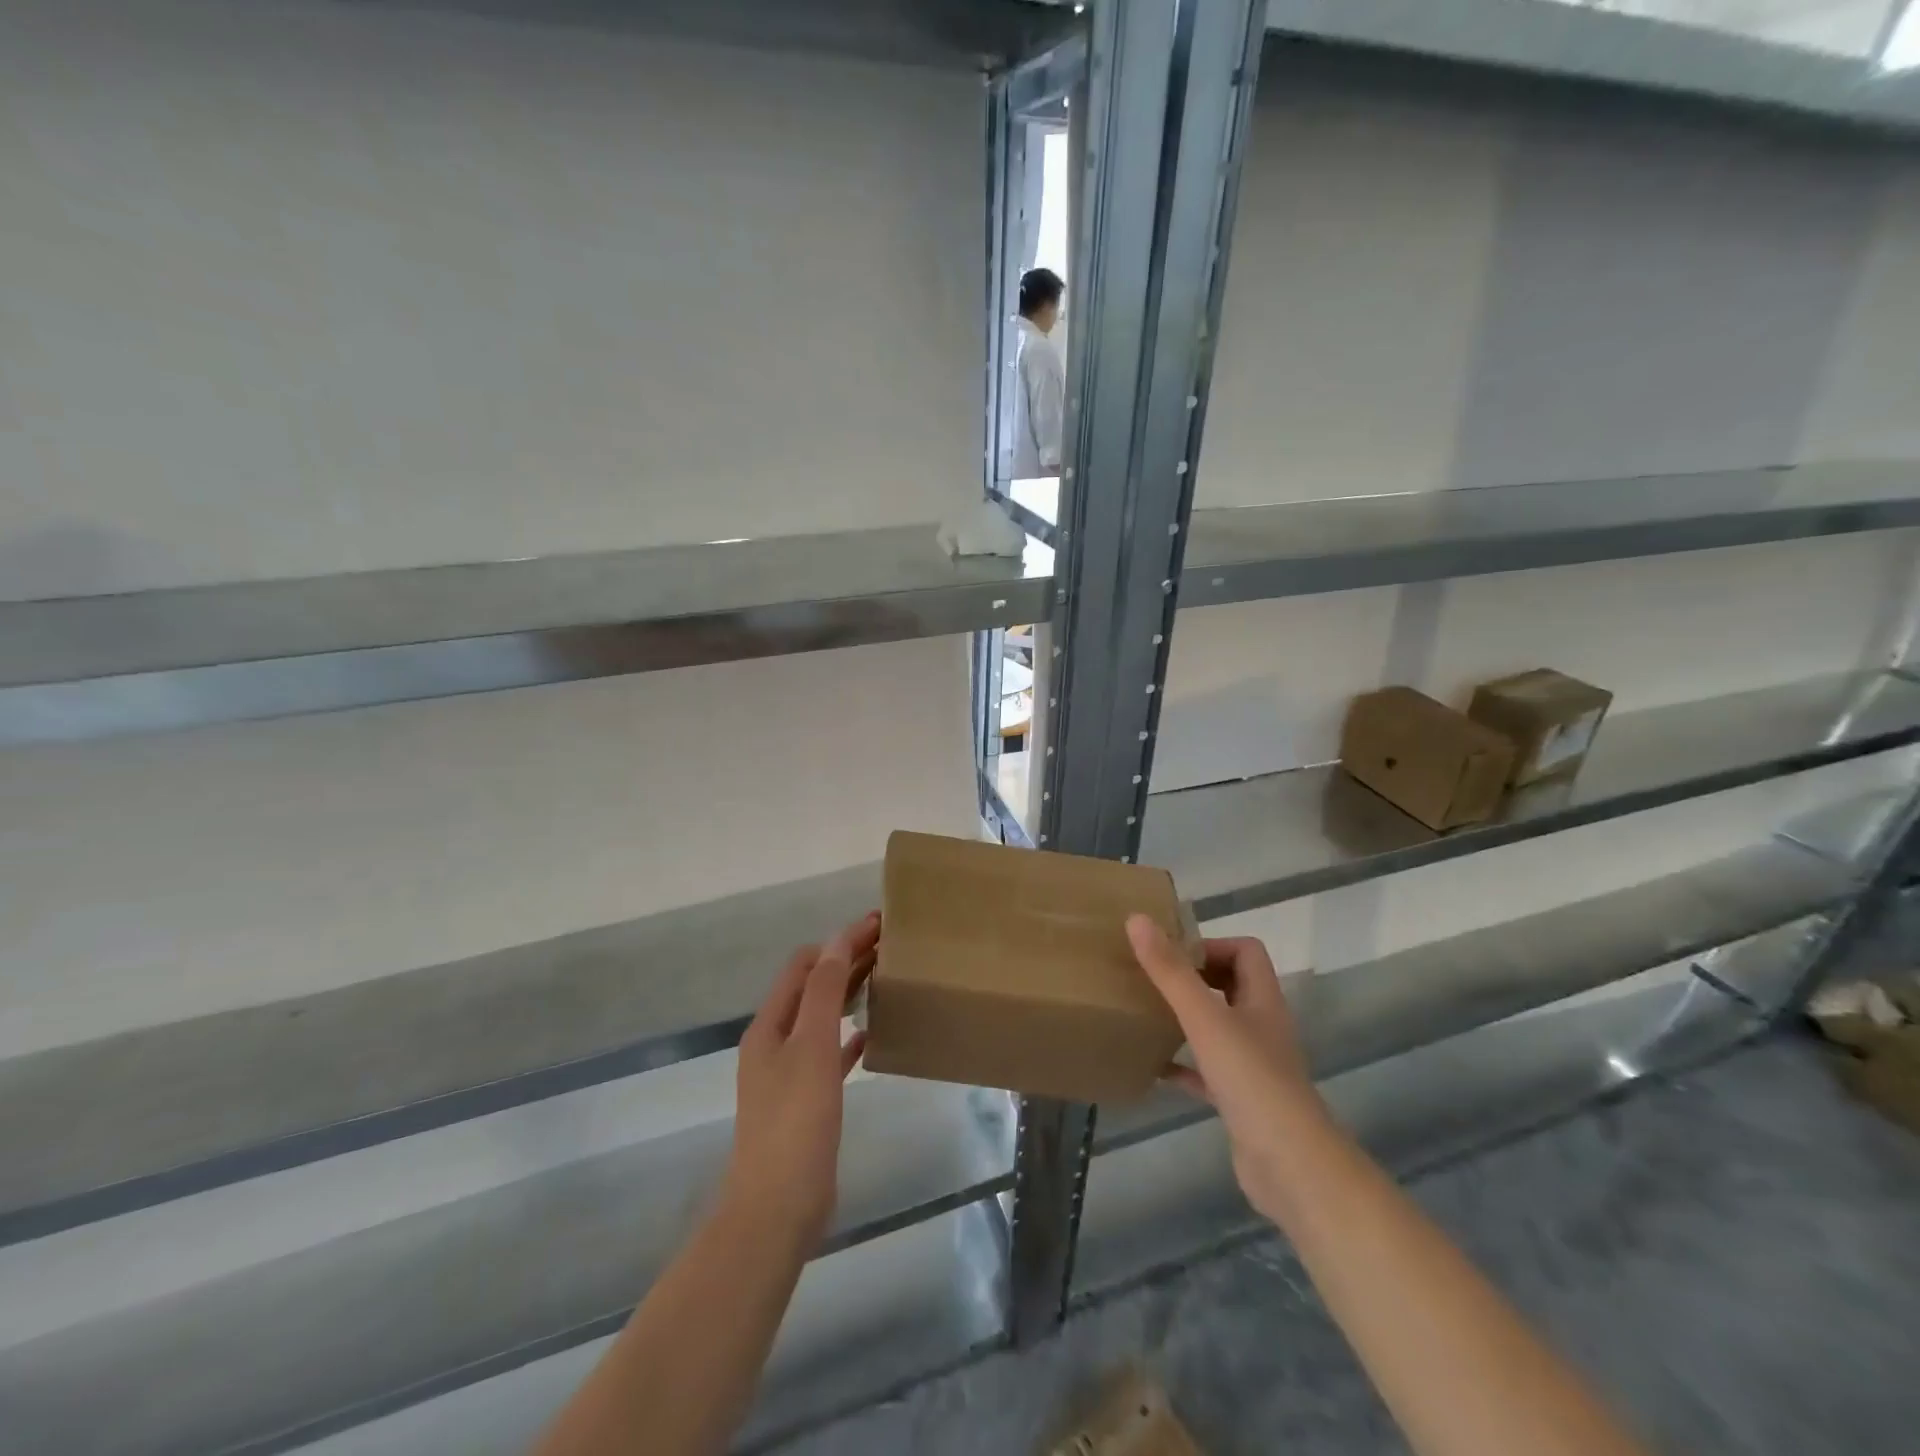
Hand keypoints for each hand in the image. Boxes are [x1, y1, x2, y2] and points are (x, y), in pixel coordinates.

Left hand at [722, 912, 877, 1252]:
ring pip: (821, 1018)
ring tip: (884, 980)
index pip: (804, 964)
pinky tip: (870, 1034)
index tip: (878, 925)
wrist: (778, 1207)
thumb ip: (823, 992)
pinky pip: (829, 1055)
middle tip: (889, 946)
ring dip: (848, 994)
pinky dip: (848, 1036)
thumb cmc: (795, 1120)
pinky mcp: (805, 1101)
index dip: (838, 941)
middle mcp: (774, 1042)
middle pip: (811, 988)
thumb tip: (836, 940)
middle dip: (845, 961)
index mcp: (770, 1025)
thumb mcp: (811, 1047)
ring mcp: (788, 1073)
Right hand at [1126, 916, 1330, 1220]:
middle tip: (1152, 978)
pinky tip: (1152, 1068)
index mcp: (1262, 1000)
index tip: (1171, 954)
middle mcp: (1262, 1026)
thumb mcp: (1204, 1017)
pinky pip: (1206, 1072)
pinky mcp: (1240, 1100)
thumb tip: (1137, 919)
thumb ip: (1170, 971)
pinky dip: (1182, 1066)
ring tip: (1147, 1013)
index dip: (1211, 945)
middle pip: (1231, 986)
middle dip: (1193, 978)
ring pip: (1218, 1028)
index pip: (1246, 951)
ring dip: (1186, 1019)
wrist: (1290, 1166)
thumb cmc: (1251, 1080)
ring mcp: (1253, 1066)